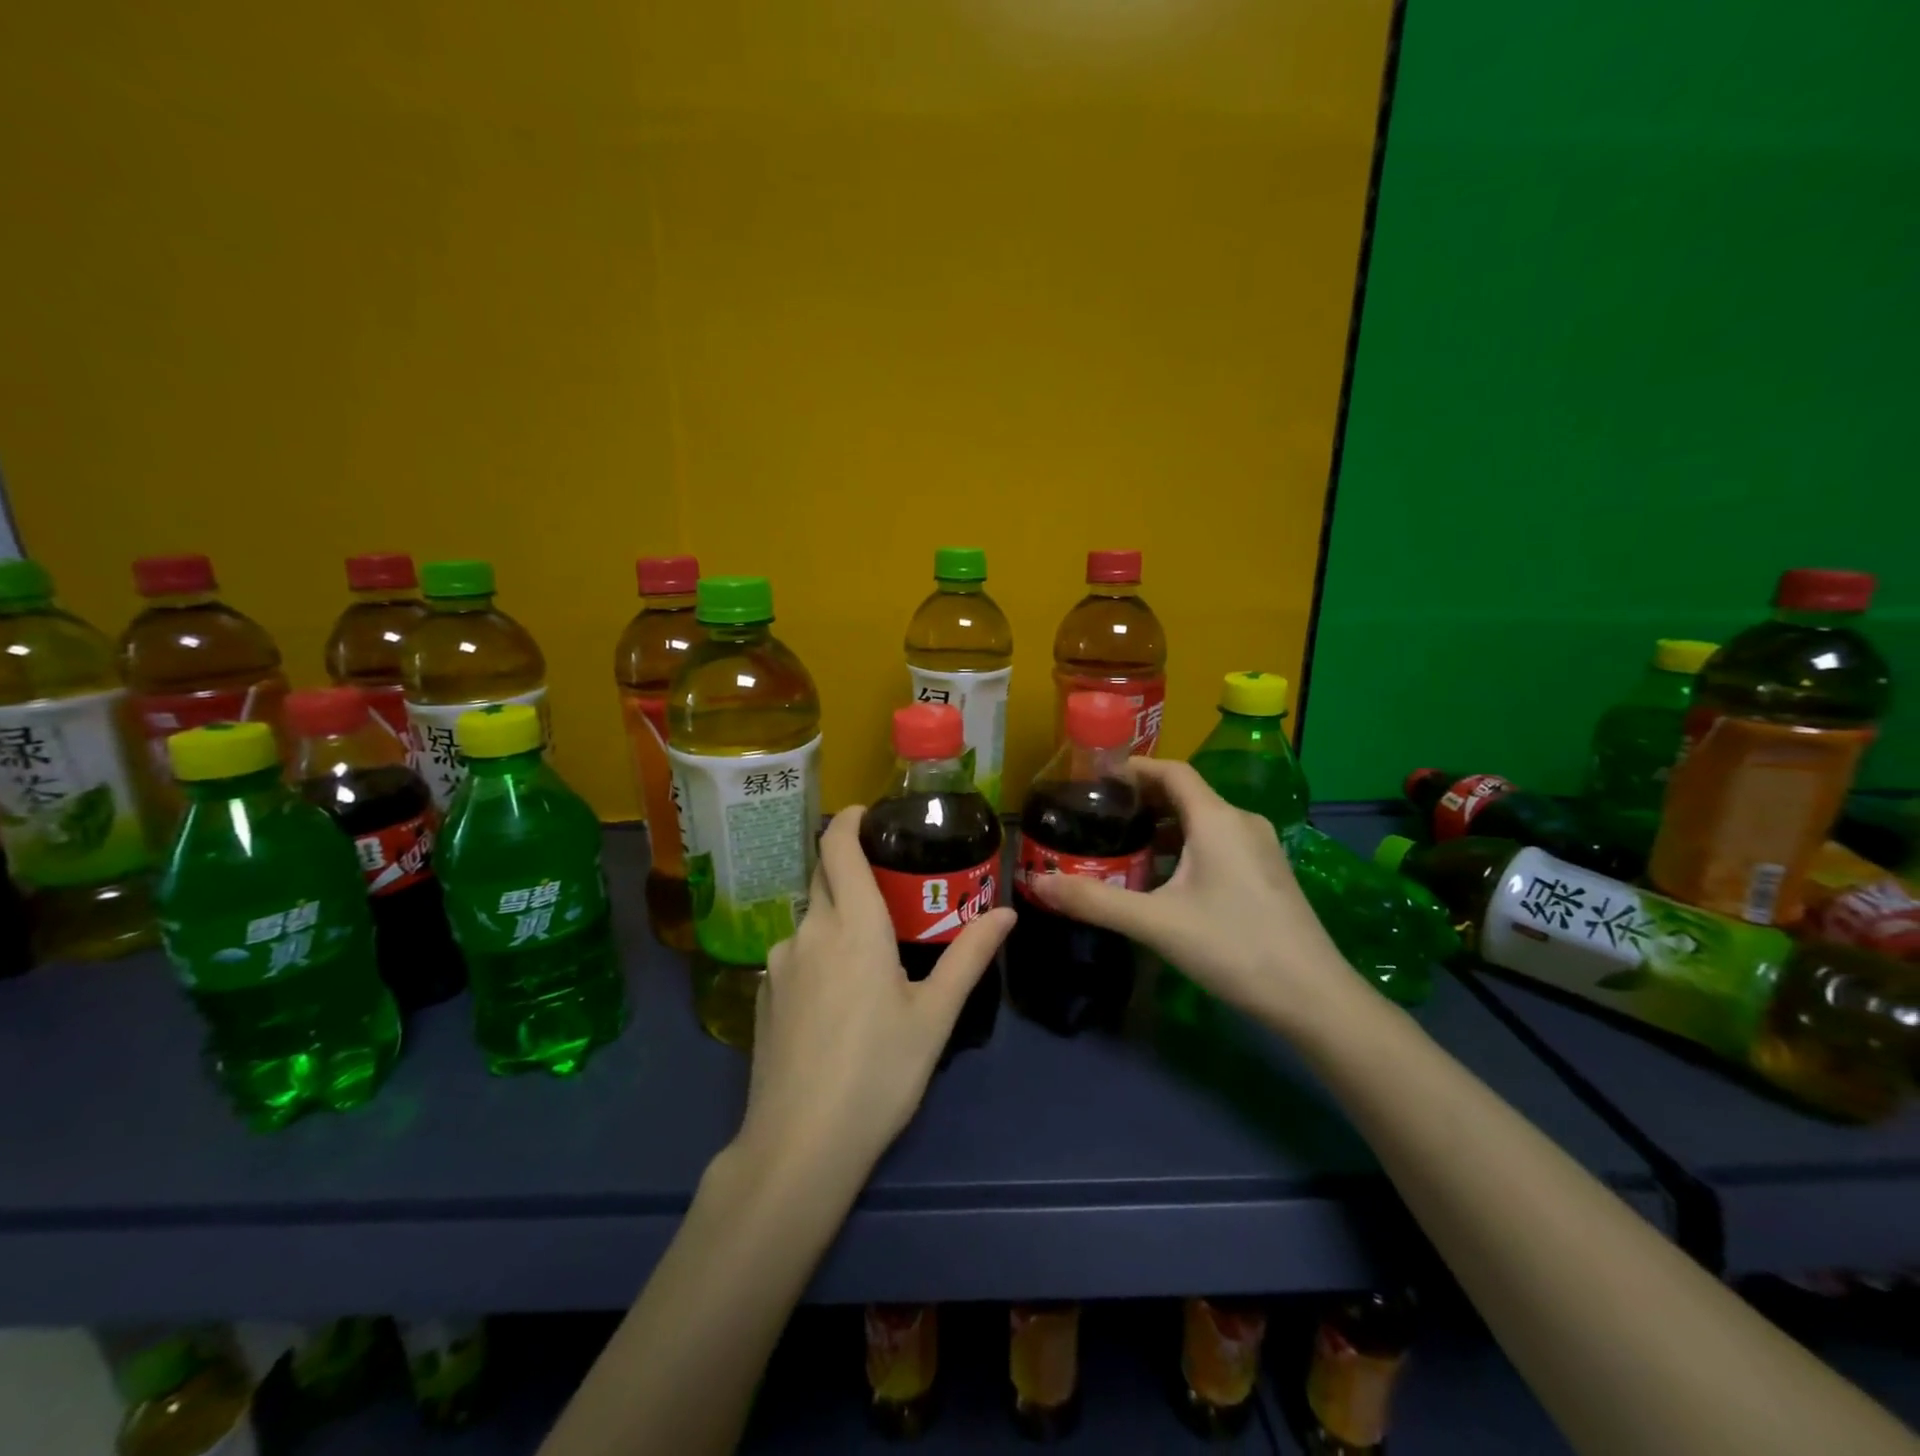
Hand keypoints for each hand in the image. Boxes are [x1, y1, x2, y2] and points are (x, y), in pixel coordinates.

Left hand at [736, 807, 1015, 1190]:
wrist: (799, 1145)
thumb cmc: (879, 1073)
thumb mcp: (934, 1015)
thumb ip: (969, 956)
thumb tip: (1006, 913)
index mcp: (852, 925)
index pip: (838, 847)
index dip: (849, 820)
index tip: (869, 813)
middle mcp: (808, 931)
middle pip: (823, 877)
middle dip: (851, 867)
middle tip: (891, 884)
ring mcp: (778, 963)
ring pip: (811, 920)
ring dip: (837, 918)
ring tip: (872, 952)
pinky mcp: (762, 995)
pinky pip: (796, 955)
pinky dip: (819, 954)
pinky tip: (838, 998)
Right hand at [1027, 760, 1345, 1024]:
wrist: (1313, 997)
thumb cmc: (1233, 947)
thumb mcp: (1156, 923)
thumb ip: (1095, 901)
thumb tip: (1038, 884)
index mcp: (1217, 819)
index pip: (1171, 771)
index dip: (1134, 768)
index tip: (1097, 778)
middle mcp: (1241, 822)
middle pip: (1186, 794)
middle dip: (1143, 799)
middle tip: (1101, 815)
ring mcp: (1260, 848)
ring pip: (1203, 821)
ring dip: (1164, 827)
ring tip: (1124, 846)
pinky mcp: (1267, 873)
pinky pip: (1218, 843)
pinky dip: (1185, 846)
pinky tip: (1164, 879)